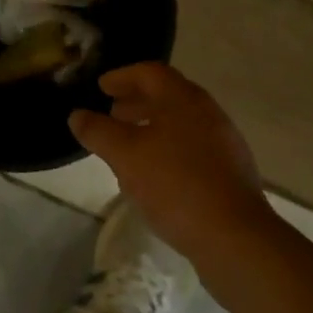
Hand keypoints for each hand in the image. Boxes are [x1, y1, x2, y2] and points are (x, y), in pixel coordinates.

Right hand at [69, 63, 275, 261]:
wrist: (236, 239)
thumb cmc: (176, 185)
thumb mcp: (126, 156)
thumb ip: (99, 132)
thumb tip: (77, 115)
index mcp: (183, 99)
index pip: (150, 72)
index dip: (122, 77)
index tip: (101, 87)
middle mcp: (207, 113)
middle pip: (168, 96)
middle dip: (137, 103)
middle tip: (112, 114)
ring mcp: (224, 143)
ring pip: (180, 124)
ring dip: (152, 129)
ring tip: (128, 148)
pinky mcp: (230, 173)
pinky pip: (192, 150)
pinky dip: (168, 151)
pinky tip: (154, 177)